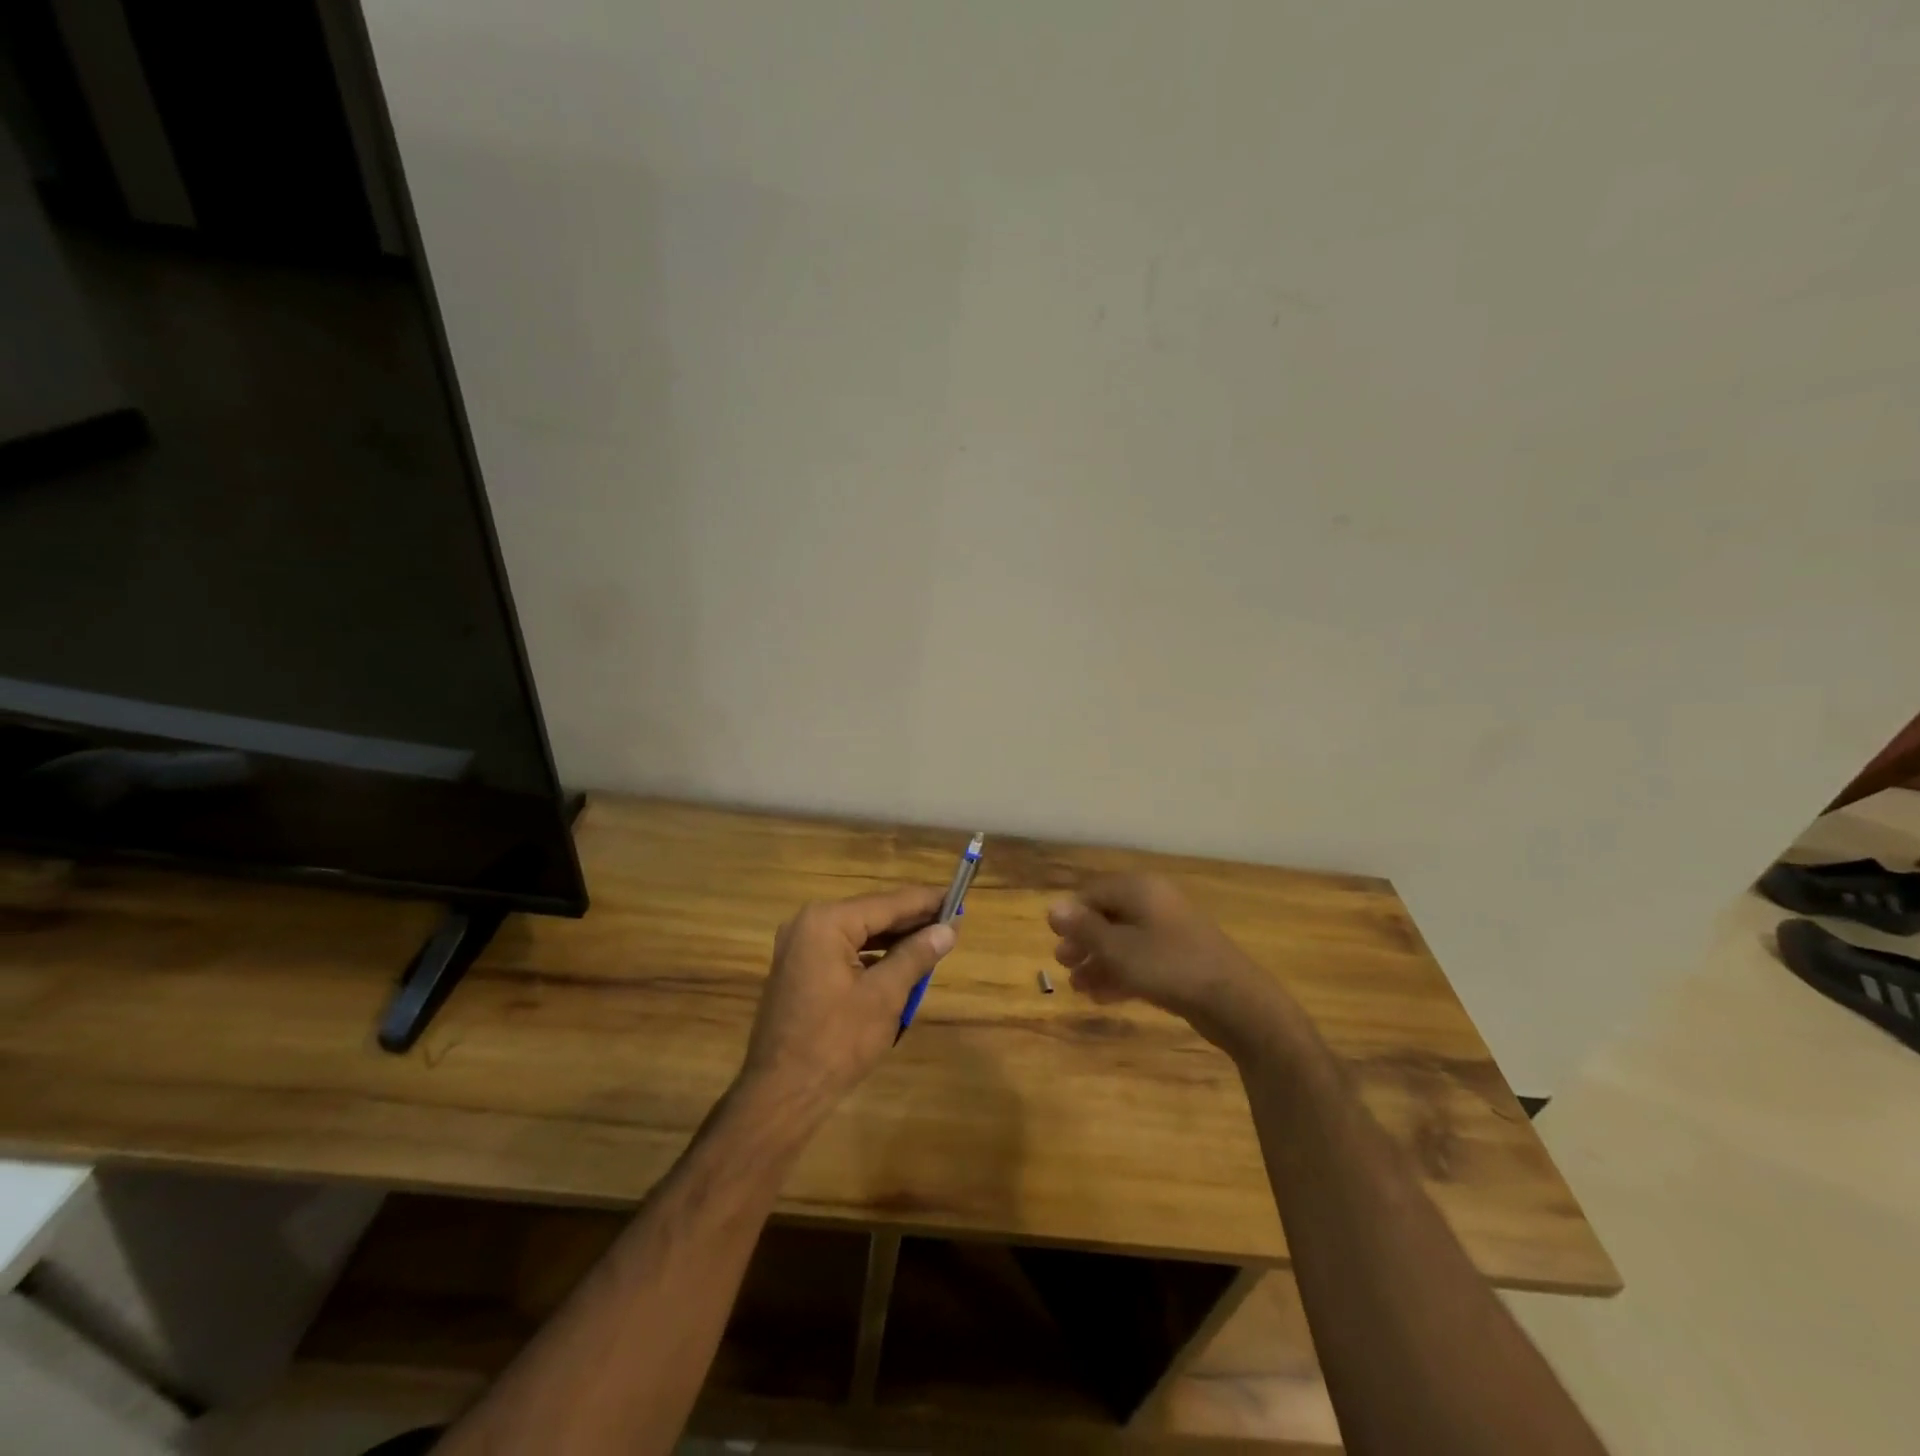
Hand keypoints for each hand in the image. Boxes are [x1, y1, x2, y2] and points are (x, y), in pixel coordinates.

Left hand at [741, 886, 955, 1111]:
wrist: (782, 1094)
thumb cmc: (836, 1042)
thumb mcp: (884, 996)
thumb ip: (916, 955)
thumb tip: (947, 929)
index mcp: (826, 922)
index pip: (887, 903)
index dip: (925, 901)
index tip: (958, 897)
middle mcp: (808, 924)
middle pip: (871, 914)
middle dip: (911, 919)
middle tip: (952, 920)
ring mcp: (799, 947)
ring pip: (858, 933)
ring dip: (894, 938)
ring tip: (933, 938)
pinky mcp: (799, 969)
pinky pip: (844, 950)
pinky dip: (872, 954)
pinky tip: (899, 961)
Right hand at [1047, 874, 1288, 1054]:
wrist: (1235, 1001)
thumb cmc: (1169, 966)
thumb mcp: (1118, 949)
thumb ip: (1084, 929)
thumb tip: (1053, 908)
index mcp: (1139, 890)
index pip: (1094, 893)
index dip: (1072, 915)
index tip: (1055, 940)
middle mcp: (1155, 903)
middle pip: (1109, 916)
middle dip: (1084, 941)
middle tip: (1064, 965)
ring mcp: (1171, 932)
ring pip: (1124, 942)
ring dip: (1099, 962)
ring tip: (1079, 988)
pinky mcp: (1181, 960)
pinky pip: (1142, 960)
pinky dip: (1122, 974)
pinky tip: (1104, 997)